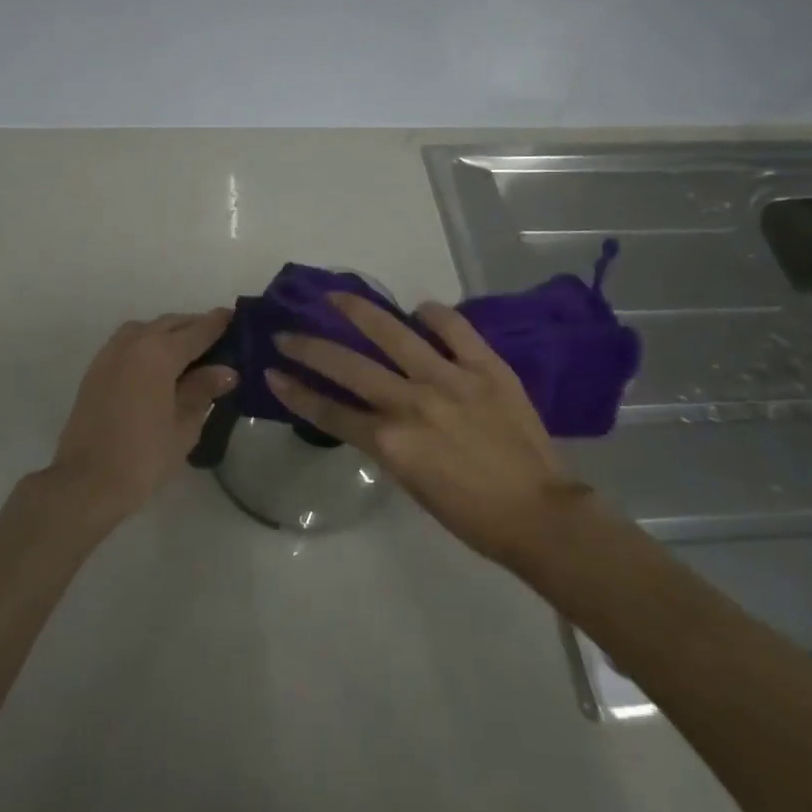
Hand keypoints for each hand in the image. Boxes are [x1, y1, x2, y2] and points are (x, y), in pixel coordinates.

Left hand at [47, 310, 236, 524]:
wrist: (85, 482)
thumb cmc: (143, 457)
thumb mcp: (184, 426)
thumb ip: (203, 390)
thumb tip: (226, 370)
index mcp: (159, 353)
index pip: (197, 330)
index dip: (219, 322)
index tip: (236, 316)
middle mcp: (134, 343)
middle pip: (171, 324)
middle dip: (195, 327)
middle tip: (220, 339)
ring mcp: (110, 353)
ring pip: (147, 329)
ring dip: (169, 332)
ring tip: (190, 352)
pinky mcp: (96, 369)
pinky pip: (129, 342)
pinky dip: (148, 343)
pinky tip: (159, 364)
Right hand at [267, 293, 589, 568]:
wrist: (539, 515)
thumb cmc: (470, 514)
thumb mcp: (411, 483)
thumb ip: (385, 443)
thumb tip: (370, 413)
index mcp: (390, 442)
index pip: (329, 410)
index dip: (295, 390)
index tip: (272, 371)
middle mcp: (411, 403)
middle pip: (347, 366)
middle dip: (308, 347)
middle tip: (286, 332)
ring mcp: (450, 379)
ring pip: (392, 334)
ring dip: (358, 312)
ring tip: (335, 295)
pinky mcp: (486, 367)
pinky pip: (454, 329)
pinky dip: (433, 315)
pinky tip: (418, 309)